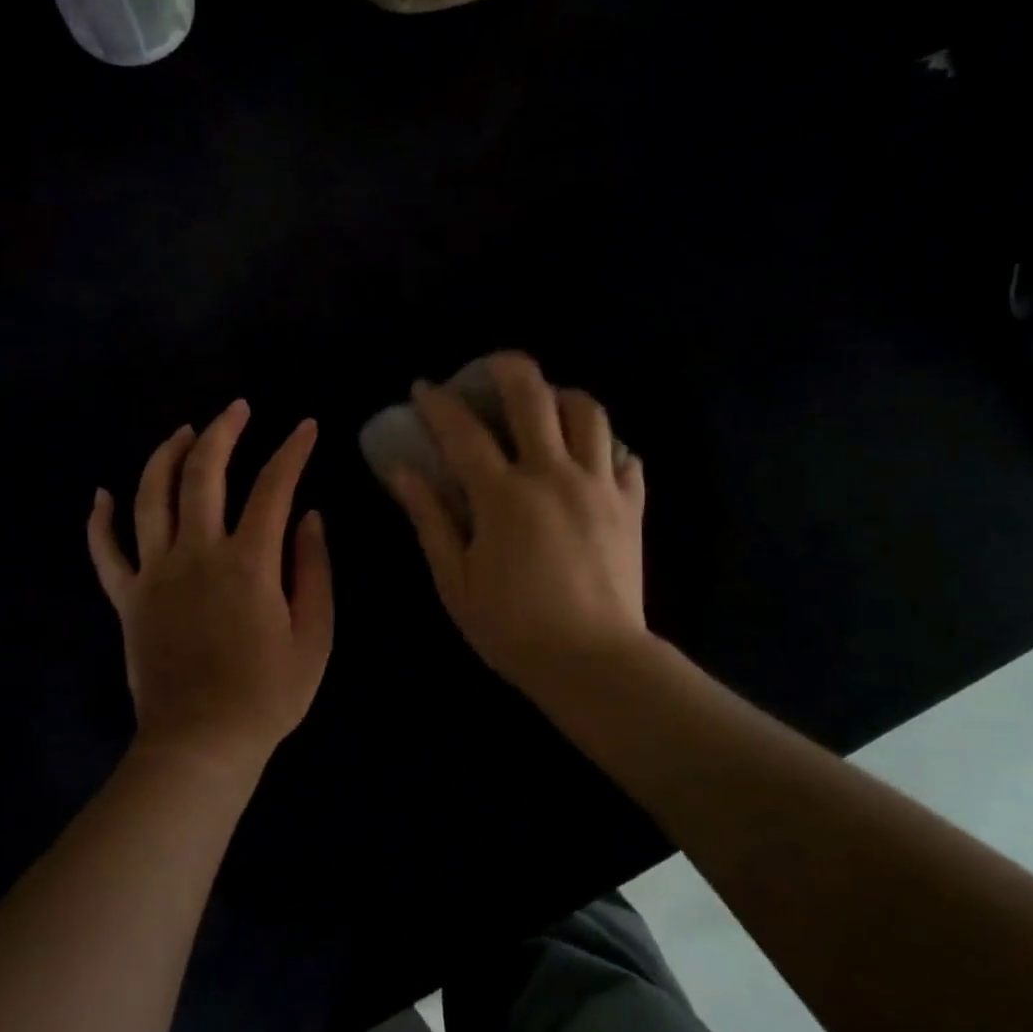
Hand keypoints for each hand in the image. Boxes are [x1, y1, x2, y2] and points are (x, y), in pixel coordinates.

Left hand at [87, 401, 332, 772]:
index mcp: (248, 563)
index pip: (273, 487)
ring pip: (150, 496)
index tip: (307, 427)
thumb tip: (309, 517)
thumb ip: (314, 570)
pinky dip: (100, 520)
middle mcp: (196, 554)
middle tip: (238, 409)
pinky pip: (105, 551)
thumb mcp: (314, 636)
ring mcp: (154, 574)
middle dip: (223, 432)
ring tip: (184, 431)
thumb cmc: (267, 694)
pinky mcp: (127, 599)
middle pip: (203, 474)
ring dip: (166, 455)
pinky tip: (102, 494)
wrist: (201, 745)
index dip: (293, 451)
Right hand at [385, 353, 646, 692]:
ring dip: (561, 397)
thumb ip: (430, 518)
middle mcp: (553, 474)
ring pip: (588, 412)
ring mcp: (598, 485)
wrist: (594, 663)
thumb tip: (402, 470)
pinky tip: (587, 458)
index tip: (423, 388)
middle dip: (506, 368)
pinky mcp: (630, 505)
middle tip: (488, 369)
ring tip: (544, 407)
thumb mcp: (455, 580)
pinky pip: (624, 456)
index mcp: (503, 496)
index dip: (438, 403)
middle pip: (534, 395)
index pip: (463, 431)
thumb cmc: (513, 628)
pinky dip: (604, 446)